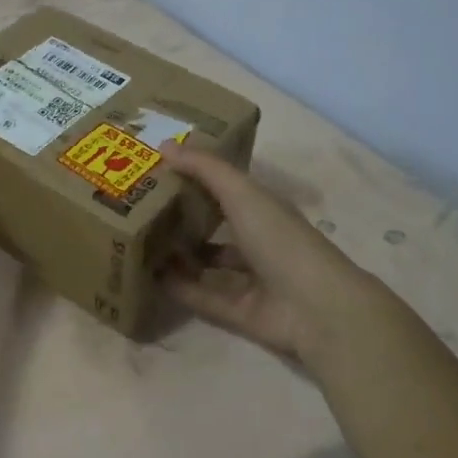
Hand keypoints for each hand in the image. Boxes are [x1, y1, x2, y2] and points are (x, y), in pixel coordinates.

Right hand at [158, 145, 377, 365]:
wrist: (316, 308)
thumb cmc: (280, 238)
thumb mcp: (241, 193)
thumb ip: (204, 168)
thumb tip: (164, 144)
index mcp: (262, 208)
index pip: (226, 186)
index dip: (197, 176)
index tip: (159, 168)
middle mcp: (257, 240)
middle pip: (215, 225)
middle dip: (183, 216)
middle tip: (141, 206)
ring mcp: (250, 279)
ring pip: (208, 263)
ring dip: (179, 254)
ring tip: (141, 242)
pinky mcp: (240, 312)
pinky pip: (203, 297)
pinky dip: (180, 289)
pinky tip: (150, 278)